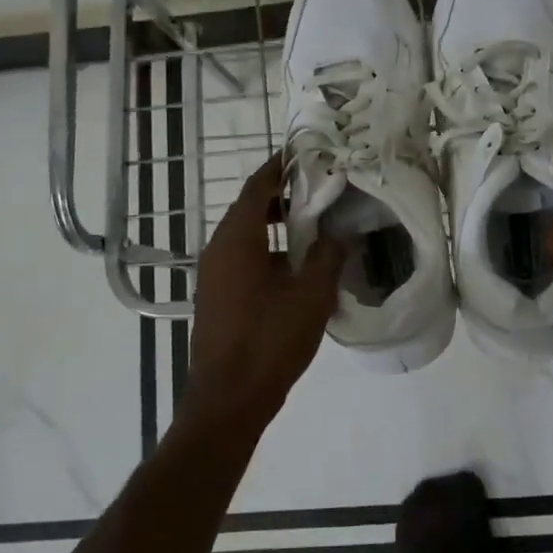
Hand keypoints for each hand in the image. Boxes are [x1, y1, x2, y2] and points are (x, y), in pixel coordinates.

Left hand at [186, 153, 343, 430]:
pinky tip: (297, 267)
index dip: (280, 167)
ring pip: (246, 236)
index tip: (305, 153)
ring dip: (276, 225)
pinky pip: (243, 259)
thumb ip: (327, 256)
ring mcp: (214, 275)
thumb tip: (338, 233)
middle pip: (249, 208)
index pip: (257, 187)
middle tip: (320, 189)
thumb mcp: (311, 296)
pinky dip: (268, 251)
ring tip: (315, 225)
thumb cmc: (270, 341)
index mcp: (237, 240)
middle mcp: (218, 250)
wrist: (228, 399)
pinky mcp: (218, 297)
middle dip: (282, 195)